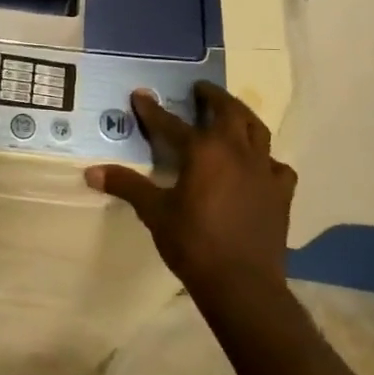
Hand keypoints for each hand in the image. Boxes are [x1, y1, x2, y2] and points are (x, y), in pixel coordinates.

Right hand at [84, 82, 295, 288]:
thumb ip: (127, 186)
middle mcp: (236, 151)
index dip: (153, 109)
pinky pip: (277, 165)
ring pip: (257, 130)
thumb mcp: (154, 213)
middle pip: (228, 112)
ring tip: (231, 115)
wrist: (242, 284)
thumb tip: (91, 173)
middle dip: (213, 97)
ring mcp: (264, 171)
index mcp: (203, 151)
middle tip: (200, 90)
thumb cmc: (193, 243)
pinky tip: (258, 166)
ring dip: (242, 117)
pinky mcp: (281, 193)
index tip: (141, 94)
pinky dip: (265, 159)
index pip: (172, 122)